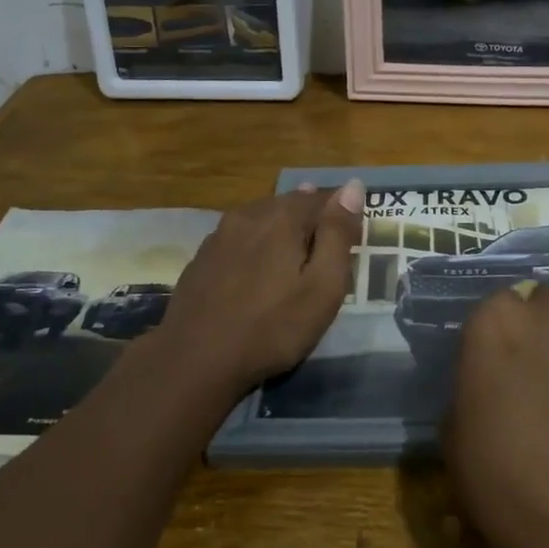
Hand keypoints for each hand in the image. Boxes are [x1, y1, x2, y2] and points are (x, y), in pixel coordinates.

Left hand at [149, 180, 363, 394]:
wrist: (195, 360)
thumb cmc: (272, 326)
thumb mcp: (323, 286)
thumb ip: (338, 234)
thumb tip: (353, 186)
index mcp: (282, 217)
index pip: (320, 198)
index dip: (338, 213)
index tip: (349, 234)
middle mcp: (249, 215)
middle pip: (287, 204)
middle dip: (308, 218)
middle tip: (322, 245)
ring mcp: (219, 235)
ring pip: (259, 219)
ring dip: (278, 230)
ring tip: (291, 253)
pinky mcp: (201, 258)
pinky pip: (237, 239)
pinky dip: (252, 246)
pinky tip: (254, 268)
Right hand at [445, 283, 548, 547]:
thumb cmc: (499, 476)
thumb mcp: (456, 432)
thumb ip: (472, 389)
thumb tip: (486, 386)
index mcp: (492, 323)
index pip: (492, 306)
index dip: (495, 336)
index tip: (495, 364)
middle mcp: (542, 312)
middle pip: (541, 298)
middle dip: (539, 323)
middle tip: (538, 364)